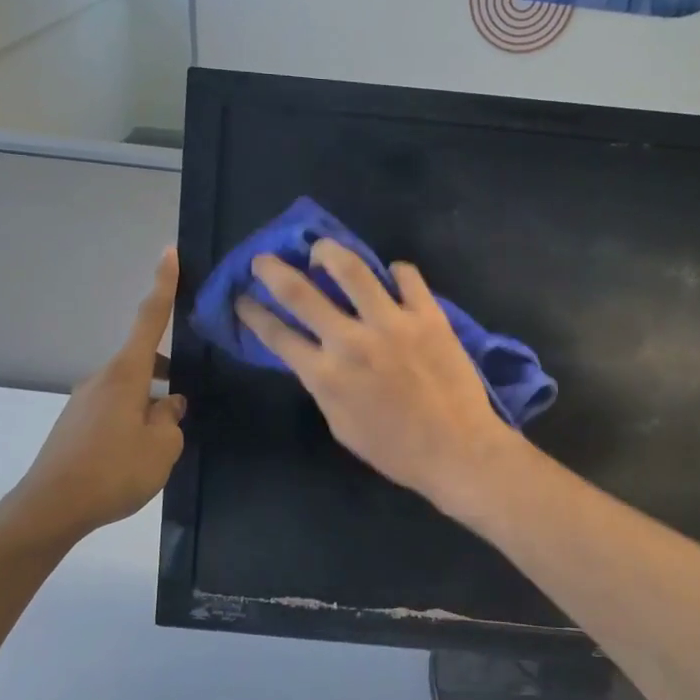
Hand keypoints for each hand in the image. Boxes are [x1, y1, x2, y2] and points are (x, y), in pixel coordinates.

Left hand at [0, 248, 186, 551]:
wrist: (49, 508)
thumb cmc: (113, 471)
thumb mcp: (162, 446)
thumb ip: (171, 418)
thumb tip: (169, 403)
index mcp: (125, 375)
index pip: (149, 320)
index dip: (163, 286)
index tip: (169, 253)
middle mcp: (102, 379)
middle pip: (141, 362)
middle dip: (165, 373)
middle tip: (185, 404)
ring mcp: (84, 402)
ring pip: (129, 389)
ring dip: (149, 403)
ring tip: (163, 442)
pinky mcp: (75, 425)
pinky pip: (114, 410)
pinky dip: (132, 419)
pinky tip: (137, 454)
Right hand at [237, 241, 518, 511]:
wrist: (457, 448)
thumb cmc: (396, 450)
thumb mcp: (341, 426)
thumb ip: (323, 387)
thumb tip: (314, 359)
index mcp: (325, 375)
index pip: (277, 335)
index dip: (254, 314)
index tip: (242, 298)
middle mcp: (351, 341)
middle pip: (300, 292)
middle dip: (273, 271)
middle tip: (264, 259)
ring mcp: (391, 322)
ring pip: (351, 268)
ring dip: (329, 252)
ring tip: (322, 250)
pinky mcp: (427, 315)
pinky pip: (407, 276)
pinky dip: (395, 271)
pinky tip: (391, 276)